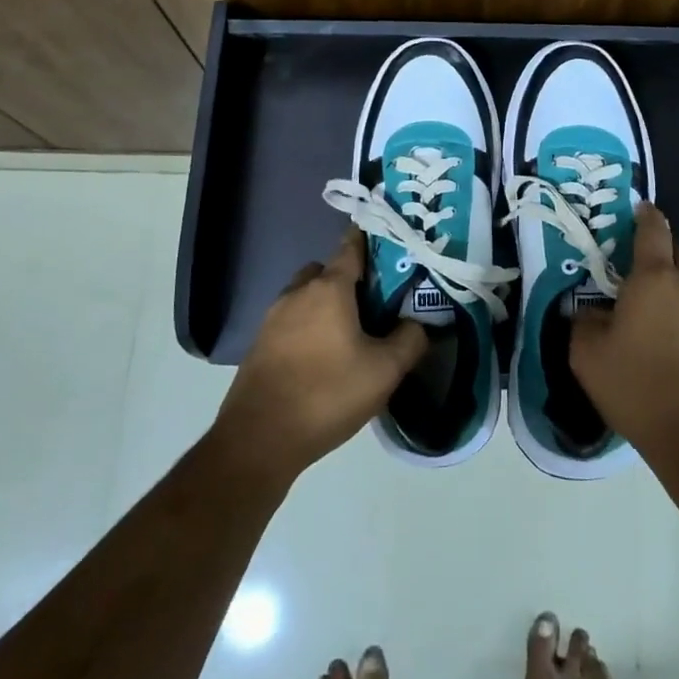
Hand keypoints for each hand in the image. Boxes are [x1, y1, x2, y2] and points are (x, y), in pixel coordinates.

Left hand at [213, 228, 426, 481]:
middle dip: (348, 279)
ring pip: (305, 296)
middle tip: (373, 305)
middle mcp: (297, 293)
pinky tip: (323, 358)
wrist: (259, 438)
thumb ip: (410, 340)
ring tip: (350, 335)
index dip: (369, 240)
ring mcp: (273, 317)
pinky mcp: (260, 343)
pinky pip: (291, 321)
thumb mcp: (385, 371)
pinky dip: (308, 327)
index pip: (351, 247)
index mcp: (328, 288)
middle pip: (325, 271)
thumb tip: (418, 323)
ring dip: (325, 305)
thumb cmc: (327, 393)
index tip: (388, 240)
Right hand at [570, 204, 678, 476]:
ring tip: (663, 335)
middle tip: (639, 287)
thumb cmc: (639, 390)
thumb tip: (588, 310)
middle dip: (660, 263)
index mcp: (655, 280)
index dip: (645, 216)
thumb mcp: (587, 356)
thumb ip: (583, 321)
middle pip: (678, 259)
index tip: (640, 210)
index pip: (653, 230)